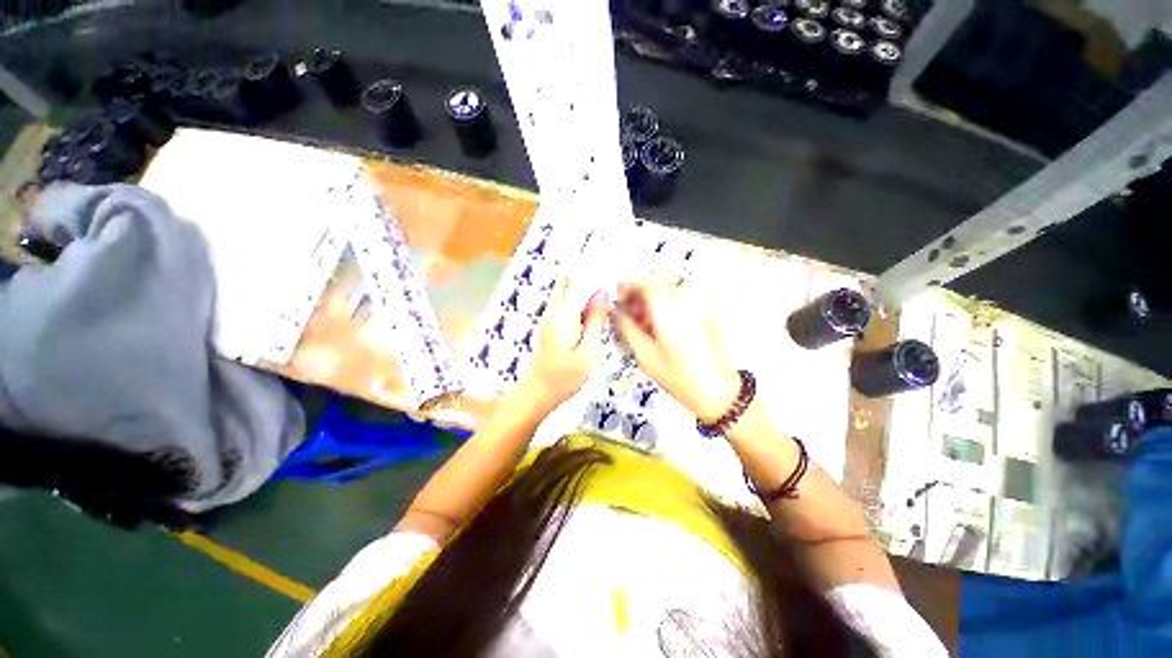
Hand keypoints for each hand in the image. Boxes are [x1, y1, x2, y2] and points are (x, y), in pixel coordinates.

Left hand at [520, 280, 608, 406]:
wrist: (539, 391)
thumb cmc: (566, 376)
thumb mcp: (589, 350)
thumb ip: (596, 319)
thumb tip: (603, 292)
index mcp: (564, 313)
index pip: (581, 281)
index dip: (598, 274)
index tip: (617, 274)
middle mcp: (554, 308)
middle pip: (575, 282)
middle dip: (595, 281)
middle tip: (617, 289)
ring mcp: (550, 314)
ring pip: (572, 292)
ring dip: (590, 292)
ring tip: (610, 299)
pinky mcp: (551, 321)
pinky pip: (569, 303)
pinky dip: (583, 303)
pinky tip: (596, 312)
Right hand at [611, 279, 739, 421]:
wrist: (718, 391)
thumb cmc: (678, 376)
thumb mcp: (645, 355)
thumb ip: (626, 328)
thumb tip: (614, 312)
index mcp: (668, 308)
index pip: (644, 282)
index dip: (628, 289)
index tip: (621, 303)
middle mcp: (685, 299)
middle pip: (657, 284)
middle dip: (641, 297)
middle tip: (632, 317)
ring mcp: (699, 304)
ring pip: (669, 291)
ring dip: (654, 302)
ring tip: (646, 326)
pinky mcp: (708, 312)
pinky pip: (682, 300)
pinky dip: (668, 307)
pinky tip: (664, 329)